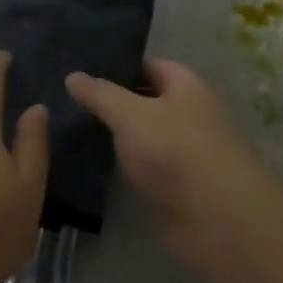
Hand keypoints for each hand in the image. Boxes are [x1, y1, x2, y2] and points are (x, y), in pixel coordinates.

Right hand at [66, 58, 281, 280]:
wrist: (213, 217)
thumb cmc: (174, 149)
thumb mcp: (130, 113)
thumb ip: (100, 94)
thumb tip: (72, 75)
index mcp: (187, 87)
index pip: (152, 66)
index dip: (120, 65)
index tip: (84, 68)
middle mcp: (189, 116)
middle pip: (147, 101)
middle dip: (114, 101)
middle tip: (69, 99)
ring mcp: (183, 153)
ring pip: (143, 137)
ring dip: (116, 136)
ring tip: (72, 128)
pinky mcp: (175, 187)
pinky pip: (143, 168)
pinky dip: (122, 166)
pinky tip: (91, 164)